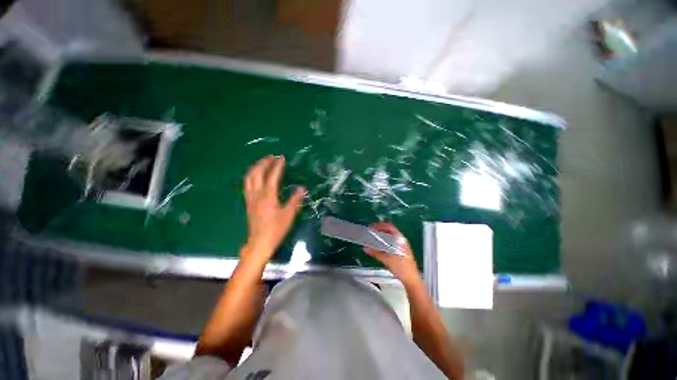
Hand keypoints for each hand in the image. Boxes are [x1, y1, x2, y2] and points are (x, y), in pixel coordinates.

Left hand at [243, 156, 304, 261]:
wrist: (259, 243)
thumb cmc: (276, 229)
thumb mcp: (289, 215)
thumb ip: (295, 200)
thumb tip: (301, 188)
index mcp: (268, 196)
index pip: (272, 176)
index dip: (277, 166)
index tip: (282, 157)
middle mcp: (257, 195)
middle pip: (256, 174)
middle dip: (263, 163)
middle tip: (271, 157)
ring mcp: (250, 199)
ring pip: (249, 178)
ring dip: (255, 168)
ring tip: (262, 163)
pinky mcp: (248, 203)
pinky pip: (247, 185)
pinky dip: (251, 176)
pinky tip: (255, 176)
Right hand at [364, 222, 420, 284]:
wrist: (411, 279)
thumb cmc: (402, 268)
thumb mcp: (387, 260)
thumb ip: (376, 253)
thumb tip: (366, 248)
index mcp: (400, 239)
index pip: (389, 227)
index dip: (379, 226)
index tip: (371, 228)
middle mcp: (402, 240)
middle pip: (389, 231)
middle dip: (379, 230)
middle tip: (371, 232)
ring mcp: (402, 245)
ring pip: (390, 237)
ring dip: (382, 236)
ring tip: (373, 238)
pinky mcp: (401, 251)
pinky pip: (391, 242)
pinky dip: (385, 241)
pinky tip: (380, 246)